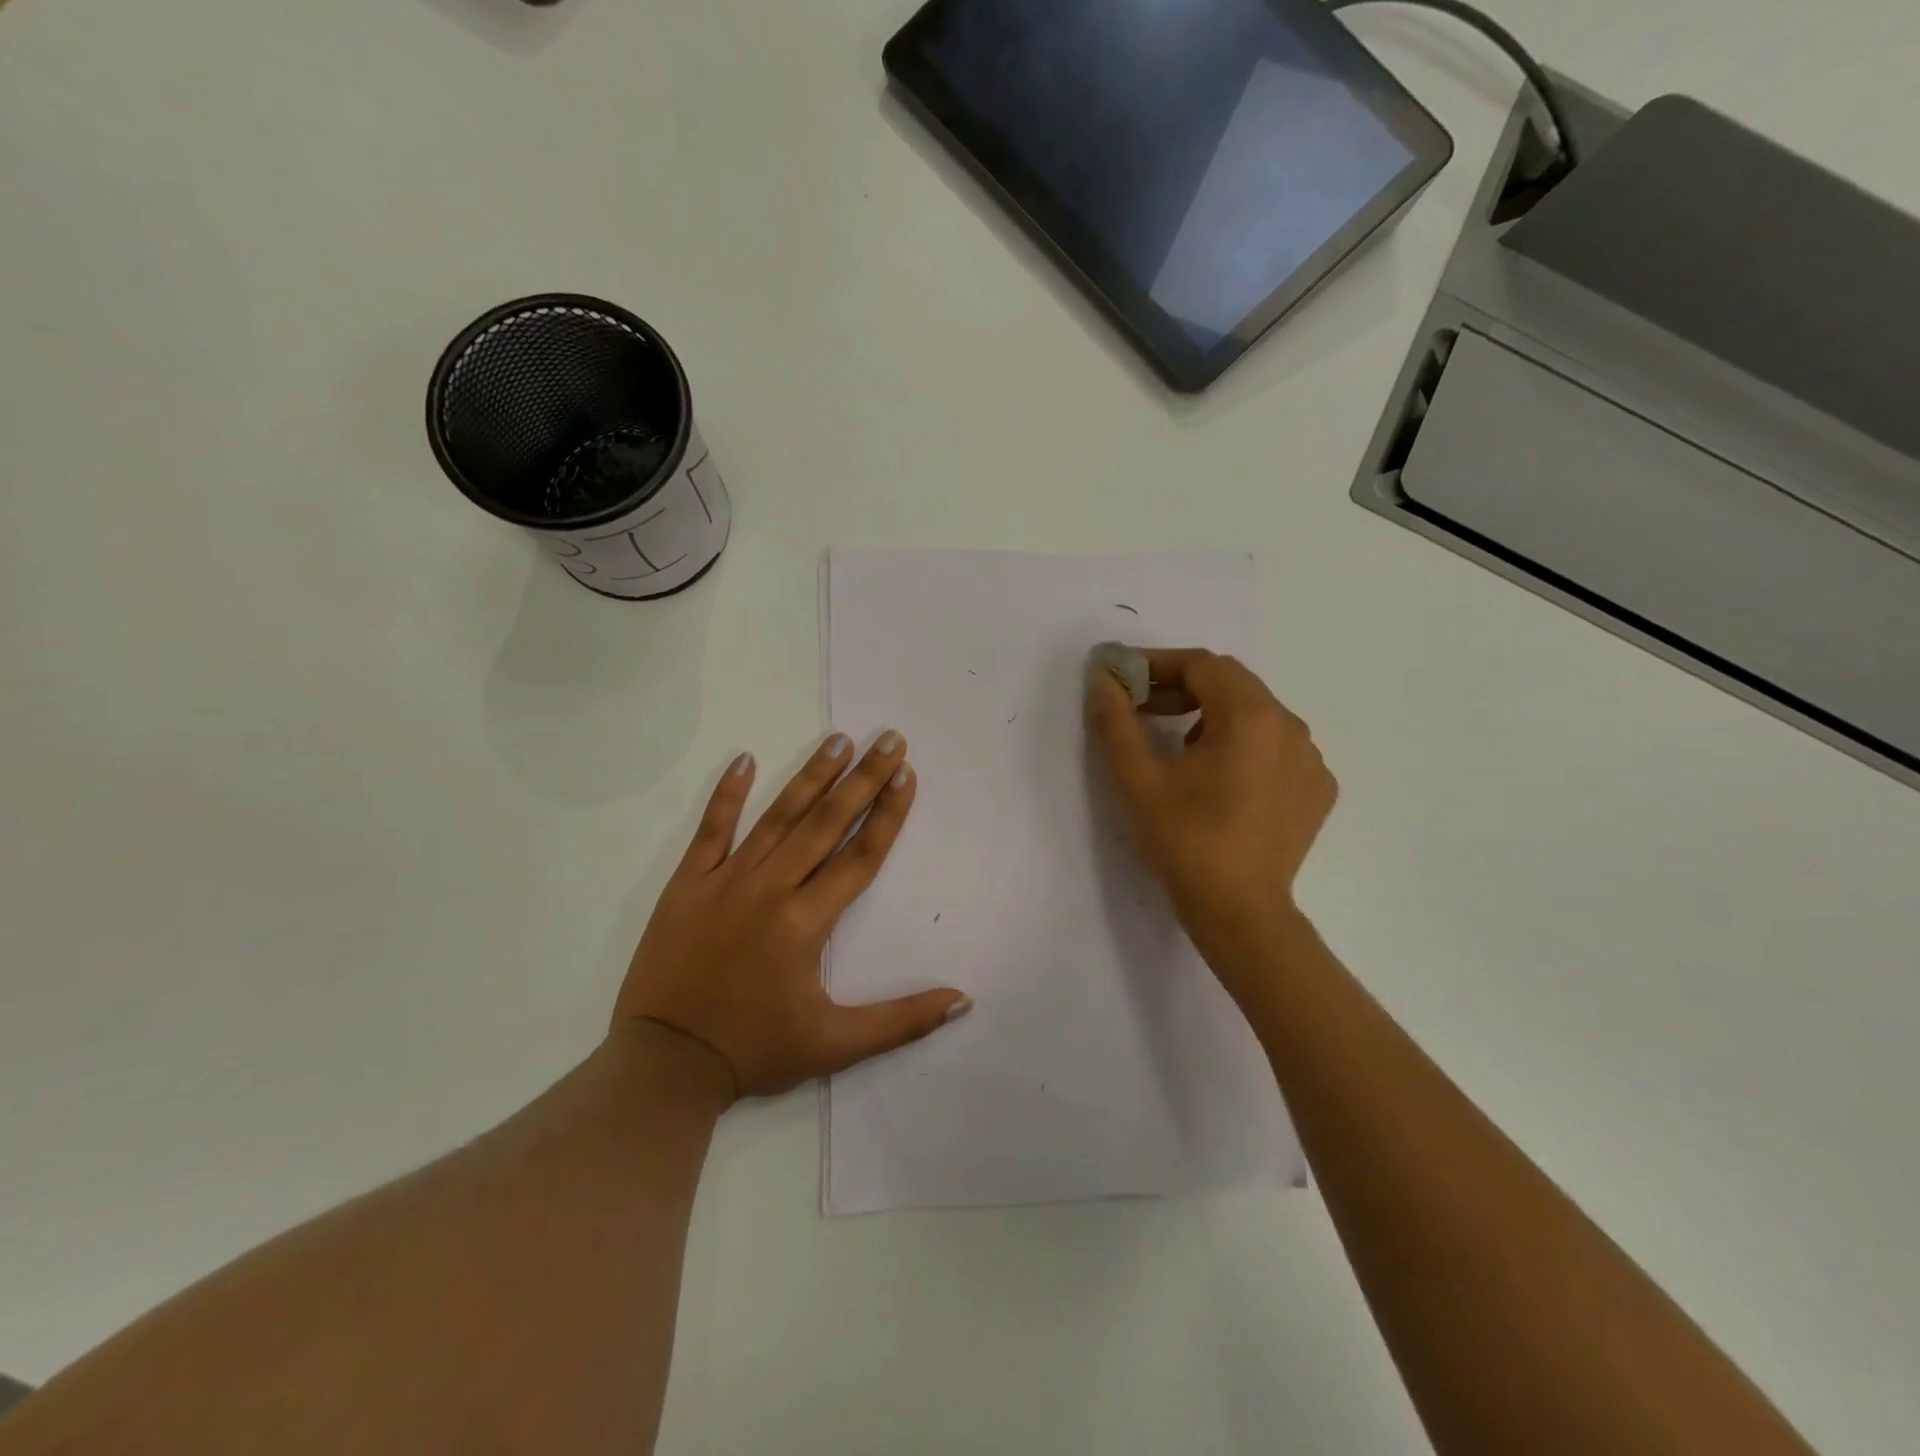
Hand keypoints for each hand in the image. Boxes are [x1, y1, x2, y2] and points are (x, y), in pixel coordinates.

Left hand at [613, 732, 970, 1099]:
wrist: (664, 1065)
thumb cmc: (755, 1051)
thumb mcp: (836, 1046)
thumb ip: (902, 1021)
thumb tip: (962, 1001)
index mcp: (807, 923)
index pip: (860, 857)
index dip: (888, 814)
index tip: (907, 774)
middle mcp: (771, 890)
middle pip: (826, 824)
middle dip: (862, 779)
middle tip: (888, 738)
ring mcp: (725, 881)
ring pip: (777, 818)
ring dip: (810, 776)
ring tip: (838, 739)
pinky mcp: (687, 884)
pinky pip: (711, 830)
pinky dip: (727, 794)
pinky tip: (744, 758)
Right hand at [1086, 649, 1336, 994]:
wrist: (1241, 913)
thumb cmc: (1186, 842)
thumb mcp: (1139, 780)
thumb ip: (1116, 722)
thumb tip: (1101, 679)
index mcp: (1251, 717)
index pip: (1202, 665)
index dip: (1157, 664)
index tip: (1122, 679)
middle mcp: (1291, 727)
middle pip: (1232, 684)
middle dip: (1182, 688)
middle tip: (1141, 709)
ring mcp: (1311, 759)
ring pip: (1256, 715)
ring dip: (1212, 716)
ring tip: (1178, 749)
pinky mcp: (1317, 789)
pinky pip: (1276, 747)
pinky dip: (1243, 746)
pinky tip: (1220, 780)